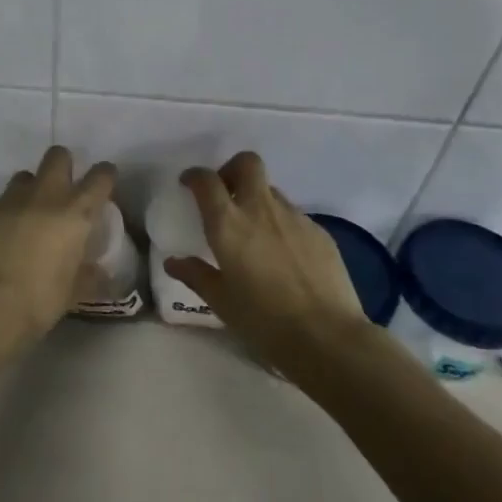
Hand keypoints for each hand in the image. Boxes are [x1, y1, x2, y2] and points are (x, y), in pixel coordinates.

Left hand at [0, 146, 117, 339]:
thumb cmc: (38, 300)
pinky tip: (11, 231)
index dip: (105, 176)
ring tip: (35, 211)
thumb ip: (88, 276)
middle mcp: (46, 195)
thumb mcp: (72, 292)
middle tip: (66, 189)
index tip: (105, 183)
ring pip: (27, 174)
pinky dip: (13, 207)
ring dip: (35, 186)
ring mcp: (13, 200)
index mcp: (75, 213)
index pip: (99, 177)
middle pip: (58, 156)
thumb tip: (99, 272)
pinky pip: (6, 197)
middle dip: (64, 165)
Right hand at [163, 151, 366, 356]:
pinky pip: (294, 216)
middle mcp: (260, 210)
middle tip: (225, 194)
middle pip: (247, 164)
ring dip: (258, 200)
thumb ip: (195, 275)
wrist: (327, 337)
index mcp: (228, 224)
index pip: (206, 180)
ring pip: (271, 191)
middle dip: (232, 169)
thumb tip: (174, 262)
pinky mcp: (320, 232)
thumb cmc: (263, 320)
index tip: (189, 185)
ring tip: (255, 232)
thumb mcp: (220, 301)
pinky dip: (282, 224)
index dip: (194, 176)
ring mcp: (295, 218)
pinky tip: (283, 255)